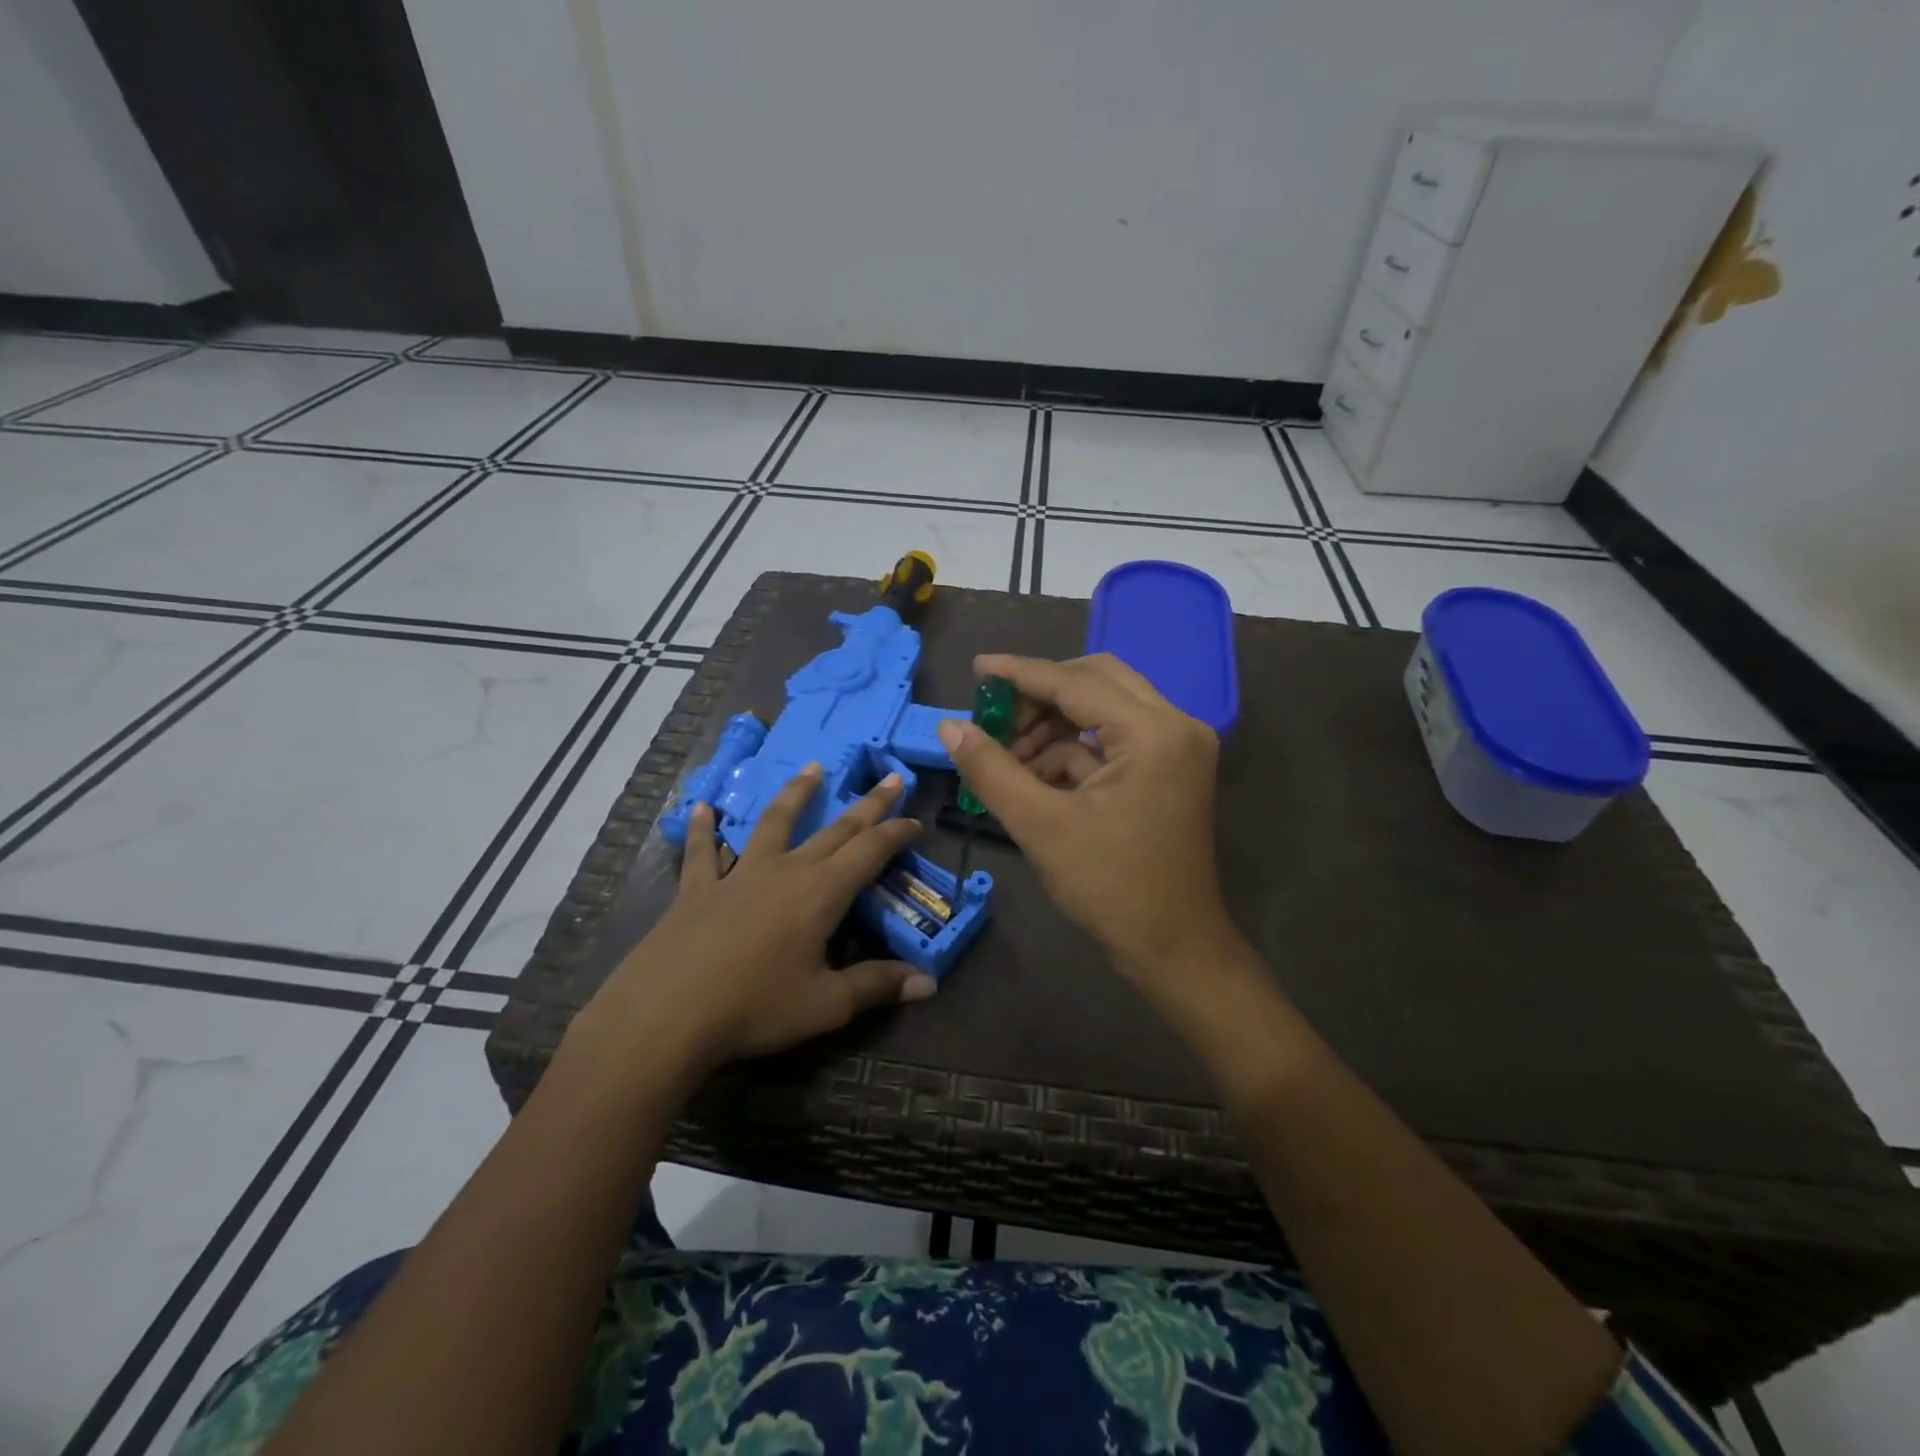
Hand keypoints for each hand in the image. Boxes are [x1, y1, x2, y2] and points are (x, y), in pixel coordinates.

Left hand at [569, 766, 936, 1078]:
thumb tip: (929, 983)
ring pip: (774, 823)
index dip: (895, 833)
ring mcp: (739, 874)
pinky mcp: (698, 889)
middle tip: (890, 777)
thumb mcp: (826, 1005)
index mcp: (821, 894)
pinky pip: (702, 852)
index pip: (869, 852)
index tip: (915, 819)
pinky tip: (702, 808)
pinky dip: (703, 829)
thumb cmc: (755, 1008)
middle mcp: (785, 871)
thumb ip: (876, 986)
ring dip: (796, 794)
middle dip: (867, 805)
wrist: (666, 1014)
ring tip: (812, 768)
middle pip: (835, 830)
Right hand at [937, 653, 1239, 990]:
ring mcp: (1177, 747)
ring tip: (1008, 759)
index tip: (977, 669)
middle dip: (1040, 697)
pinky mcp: (1170, 768)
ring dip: (1053, 726)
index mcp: (1153, 732)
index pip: (1076, 682)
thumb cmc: (1111, 888)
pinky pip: (1113, 739)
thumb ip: (992, 770)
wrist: (1173, 947)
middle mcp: (1175, 725)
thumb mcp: (1040, 826)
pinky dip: (1072, 751)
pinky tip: (1034, 777)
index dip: (1021, 674)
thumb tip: (950, 727)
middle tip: (995, 720)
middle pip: (1096, 681)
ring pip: (1104, 708)